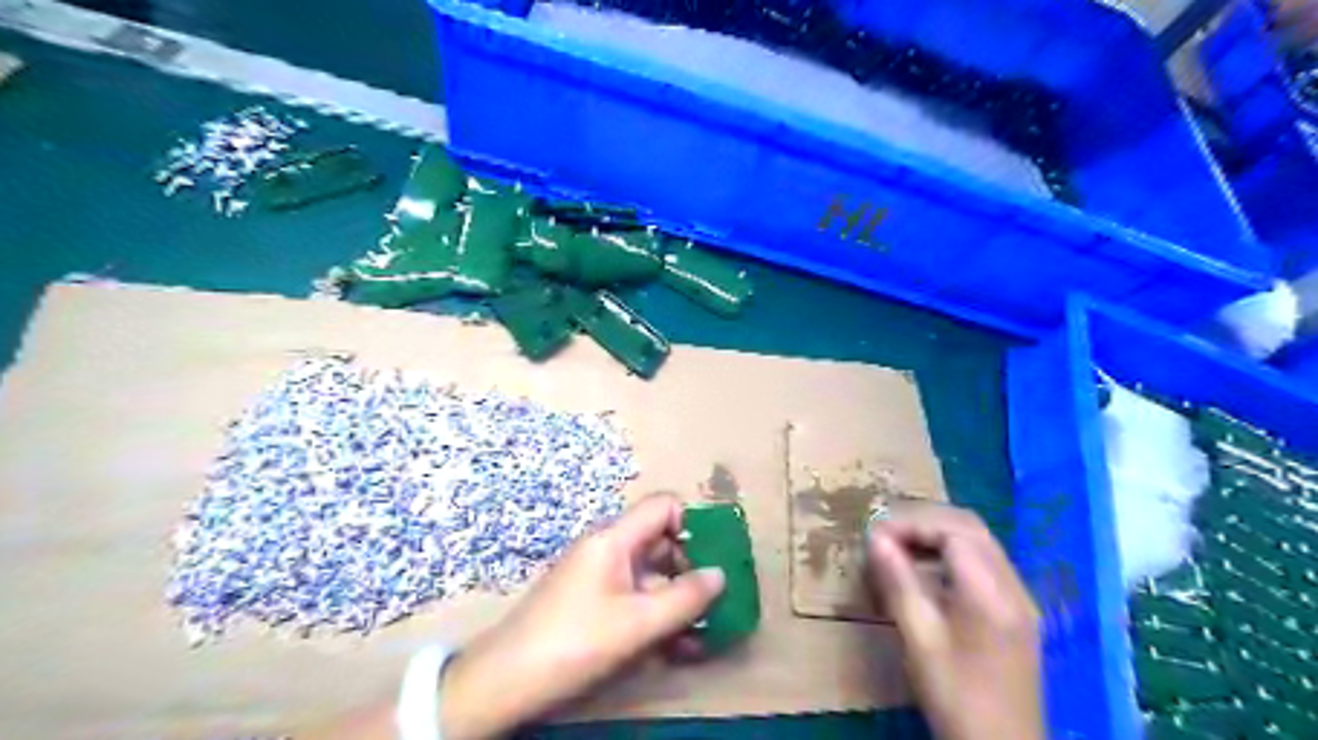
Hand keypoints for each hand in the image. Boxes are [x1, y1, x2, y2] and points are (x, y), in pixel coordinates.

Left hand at [441, 491, 730, 738]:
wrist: (506, 680)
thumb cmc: (575, 641)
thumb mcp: (638, 623)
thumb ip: (685, 598)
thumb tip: (720, 574)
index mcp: (615, 538)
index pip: (663, 506)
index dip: (694, 522)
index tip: (716, 555)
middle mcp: (608, 548)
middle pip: (661, 541)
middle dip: (692, 568)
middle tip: (716, 601)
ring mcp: (599, 576)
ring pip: (651, 574)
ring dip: (678, 599)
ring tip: (704, 633)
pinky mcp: (592, 602)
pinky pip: (634, 597)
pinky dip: (657, 614)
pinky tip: (677, 646)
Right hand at [872, 504, 1044, 739]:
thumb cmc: (955, 695)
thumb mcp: (919, 640)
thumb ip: (898, 583)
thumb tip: (876, 539)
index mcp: (990, 592)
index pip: (953, 530)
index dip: (911, 524)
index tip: (876, 536)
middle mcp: (1013, 586)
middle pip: (970, 527)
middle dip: (925, 521)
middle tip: (886, 534)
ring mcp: (1020, 599)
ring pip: (979, 542)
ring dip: (938, 534)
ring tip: (900, 547)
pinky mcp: (1017, 612)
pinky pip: (985, 562)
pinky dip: (953, 553)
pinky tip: (928, 570)